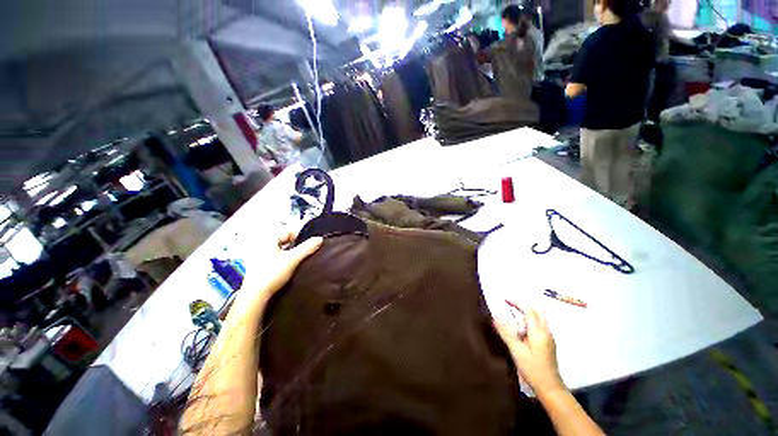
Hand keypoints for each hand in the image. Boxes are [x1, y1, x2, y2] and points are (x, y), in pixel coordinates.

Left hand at [232, 231, 322, 313]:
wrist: (255, 297)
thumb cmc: (272, 274)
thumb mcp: (293, 259)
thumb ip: (307, 248)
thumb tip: (320, 238)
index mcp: (268, 239)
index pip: (288, 231)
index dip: (301, 236)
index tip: (310, 244)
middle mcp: (262, 245)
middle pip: (285, 241)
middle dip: (297, 245)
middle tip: (306, 252)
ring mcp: (260, 257)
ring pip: (282, 250)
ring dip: (291, 254)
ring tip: (300, 260)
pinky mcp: (260, 267)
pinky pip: (277, 258)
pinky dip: (285, 261)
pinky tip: (291, 268)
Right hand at [493, 302, 565, 396]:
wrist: (550, 387)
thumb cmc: (532, 368)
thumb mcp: (516, 351)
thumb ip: (506, 333)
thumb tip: (493, 318)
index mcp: (538, 331)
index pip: (528, 310)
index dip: (516, 303)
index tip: (505, 300)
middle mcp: (546, 331)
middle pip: (537, 311)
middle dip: (523, 306)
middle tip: (510, 306)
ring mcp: (549, 337)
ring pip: (539, 318)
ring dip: (526, 314)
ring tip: (513, 318)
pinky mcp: (549, 343)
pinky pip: (540, 326)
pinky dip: (530, 322)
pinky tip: (521, 331)